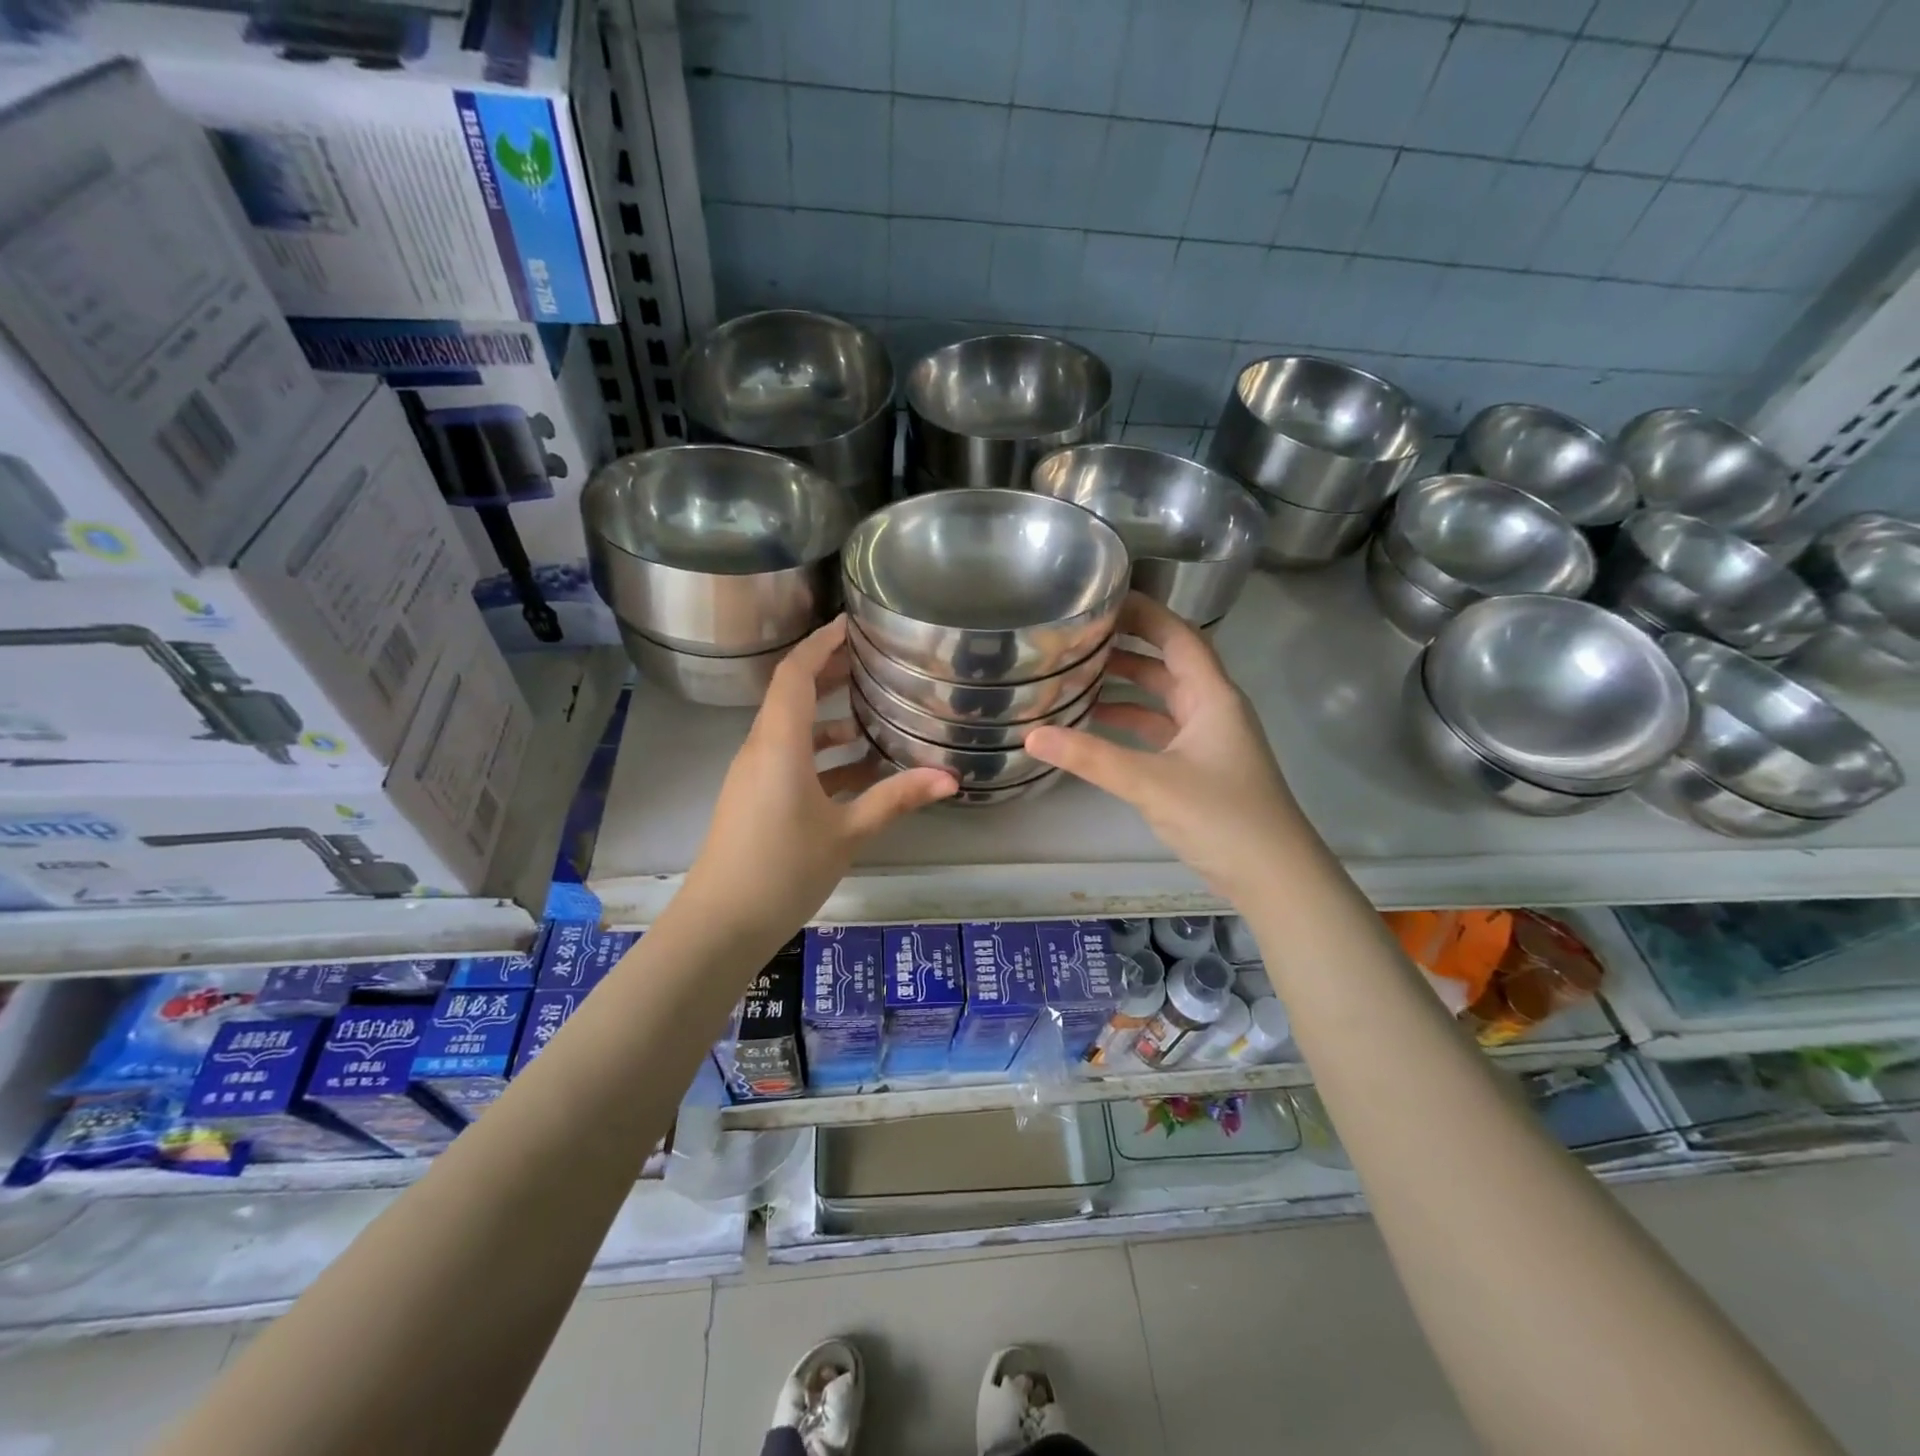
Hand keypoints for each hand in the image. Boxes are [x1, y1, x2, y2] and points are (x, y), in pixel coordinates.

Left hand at [681, 617, 955, 931]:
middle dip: (830, 673)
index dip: (821, 643)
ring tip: (875, 712)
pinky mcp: (755, 798)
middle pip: (793, 695)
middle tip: (872, 659)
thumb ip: (896, 799)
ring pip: (794, 730)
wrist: (720, 924)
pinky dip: (823, 754)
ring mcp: (755, 775)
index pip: (795, 673)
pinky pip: (790, 759)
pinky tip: (859, 769)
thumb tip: (950, 778)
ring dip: (830, 718)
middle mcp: (761, 749)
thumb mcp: (847, 833)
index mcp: (779, 744)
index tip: (852, 623)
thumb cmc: (783, 870)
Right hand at [1025, 594, 1306, 902]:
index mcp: (1213, 696)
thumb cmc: (1221, 816)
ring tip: (1077, 677)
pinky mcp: (1201, 768)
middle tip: (1077, 638)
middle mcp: (1213, 709)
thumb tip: (1032, 734)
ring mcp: (1209, 740)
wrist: (1274, 877)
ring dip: (1126, 688)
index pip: (1178, 636)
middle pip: (1167, 664)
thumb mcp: (1151, 782)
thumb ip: (1091, 757)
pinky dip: (1132, 725)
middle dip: (1126, 648)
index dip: (1144, 613)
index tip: (1103, 598)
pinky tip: (1098, 728)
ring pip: (1162, 700)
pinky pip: (1161, 731)